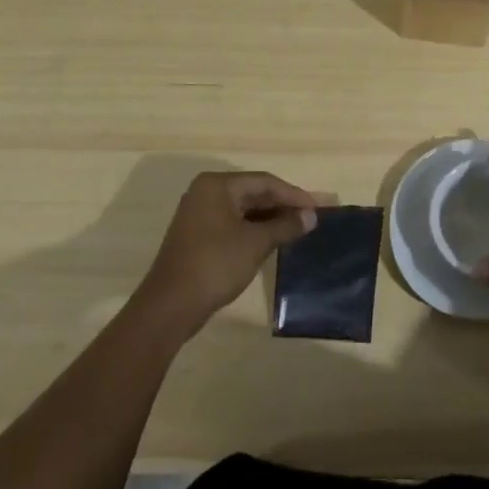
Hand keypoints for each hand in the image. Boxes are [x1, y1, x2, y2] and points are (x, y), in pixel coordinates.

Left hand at [135, 171, 318, 336]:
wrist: (170, 306)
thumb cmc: (215, 265)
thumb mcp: (256, 243)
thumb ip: (285, 226)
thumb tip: (312, 216)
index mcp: (218, 185)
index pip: (265, 182)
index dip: (294, 195)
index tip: (319, 207)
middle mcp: (206, 192)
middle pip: (253, 192)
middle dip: (283, 205)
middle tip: (312, 216)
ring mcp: (199, 213)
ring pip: (243, 209)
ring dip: (270, 218)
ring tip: (298, 228)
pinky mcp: (197, 234)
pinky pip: (233, 222)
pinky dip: (254, 228)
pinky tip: (273, 239)